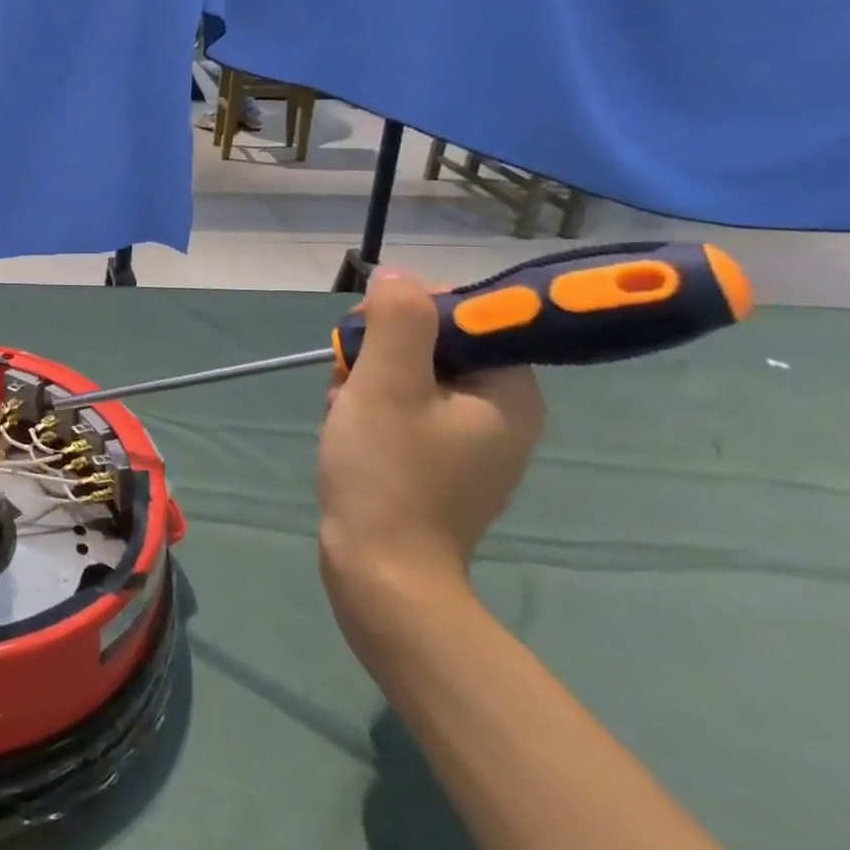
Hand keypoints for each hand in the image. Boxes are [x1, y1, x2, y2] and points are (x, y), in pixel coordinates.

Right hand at [318, 271, 545, 647]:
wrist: (381, 573)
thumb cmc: (388, 473)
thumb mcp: (387, 385)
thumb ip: (398, 321)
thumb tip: (398, 276)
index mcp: (509, 391)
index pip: (469, 316)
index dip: (411, 311)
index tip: (368, 333)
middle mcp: (501, 413)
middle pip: (433, 346)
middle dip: (379, 354)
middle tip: (349, 379)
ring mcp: (469, 442)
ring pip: (410, 378)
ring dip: (365, 382)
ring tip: (340, 411)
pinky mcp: (438, 464)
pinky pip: (403, 411)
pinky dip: (369, 410)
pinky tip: (344, 428)